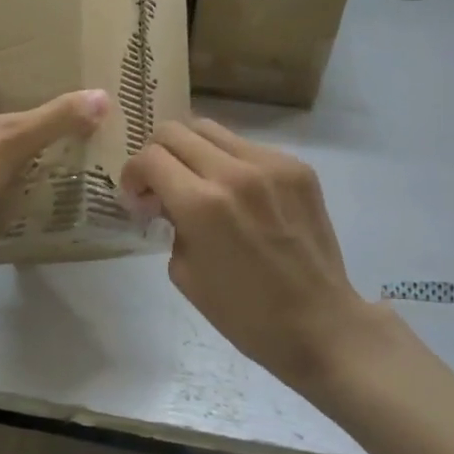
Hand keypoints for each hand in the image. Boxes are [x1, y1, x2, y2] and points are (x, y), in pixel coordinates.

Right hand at [122, 118, 376, 388]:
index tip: (137, 198)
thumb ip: (170, 223)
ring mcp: (271, 164)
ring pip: (211, 130)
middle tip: (160, 185)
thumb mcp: (184, 272)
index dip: (133, 174)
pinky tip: (237, 195)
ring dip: (191, 152)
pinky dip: (229, 163)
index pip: (149, 158)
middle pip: (175, 131)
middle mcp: (234, 172)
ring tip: (197, 183)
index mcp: (201, 204)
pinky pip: (246, 147)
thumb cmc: (244, 313)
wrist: (320, 323)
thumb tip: (165, 198)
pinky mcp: (297, 167)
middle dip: (156, 155)